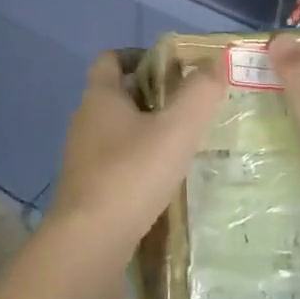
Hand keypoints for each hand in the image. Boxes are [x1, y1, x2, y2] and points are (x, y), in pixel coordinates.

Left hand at [45, 50, 225, 252]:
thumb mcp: (177, 129)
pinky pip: (116, 163)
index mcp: (100, 97)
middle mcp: (85, 121)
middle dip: (151, 95)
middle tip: (189, 106)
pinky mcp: (87, 189)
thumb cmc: (132, 174)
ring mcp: (82, 158)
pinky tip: (164, 180)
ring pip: (117, 131)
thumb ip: (200, 93)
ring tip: (183, 144)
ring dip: (146, 132)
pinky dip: (138, 163)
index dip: (139, 56)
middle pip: (117, 95)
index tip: (172, 67)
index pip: (111, 59)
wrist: (89, 243)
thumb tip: (216, 60)